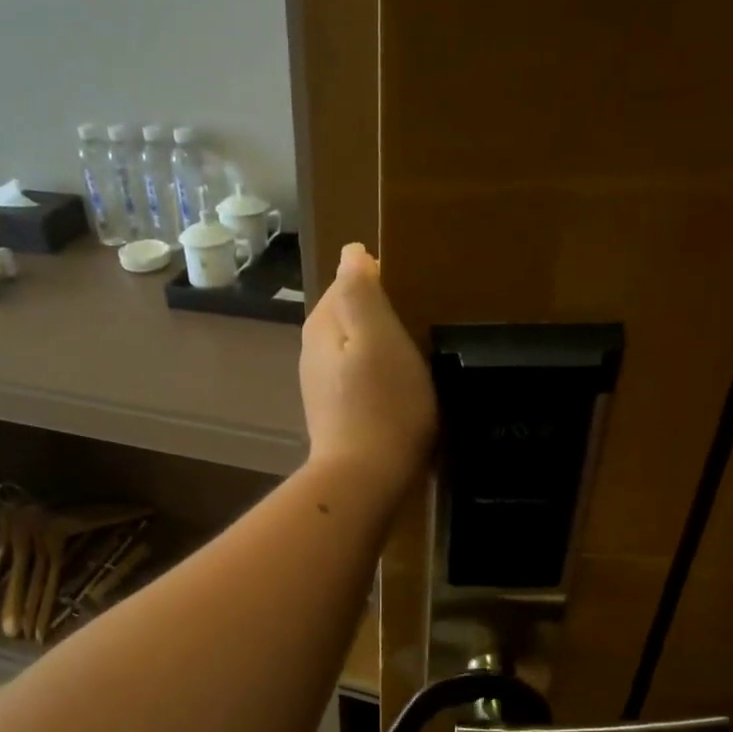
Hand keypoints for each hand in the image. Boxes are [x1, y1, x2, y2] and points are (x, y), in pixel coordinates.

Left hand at [300, 243, 436, 496]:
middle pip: (349, 314)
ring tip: (413, 354)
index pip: (349, 281)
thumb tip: (351, 253)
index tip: (414, 295)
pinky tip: (396, 386)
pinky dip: (374, 373)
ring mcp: (320, 383)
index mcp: (323, 324)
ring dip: (378, 344)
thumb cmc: (382, 404)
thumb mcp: (379, 338)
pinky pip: (355, 376)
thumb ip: (362, 292)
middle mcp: (313, 349)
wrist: (364, 478)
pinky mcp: (332, 411)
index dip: (382, 281)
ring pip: (352, 346)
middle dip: (379, 313)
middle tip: (420, 324)